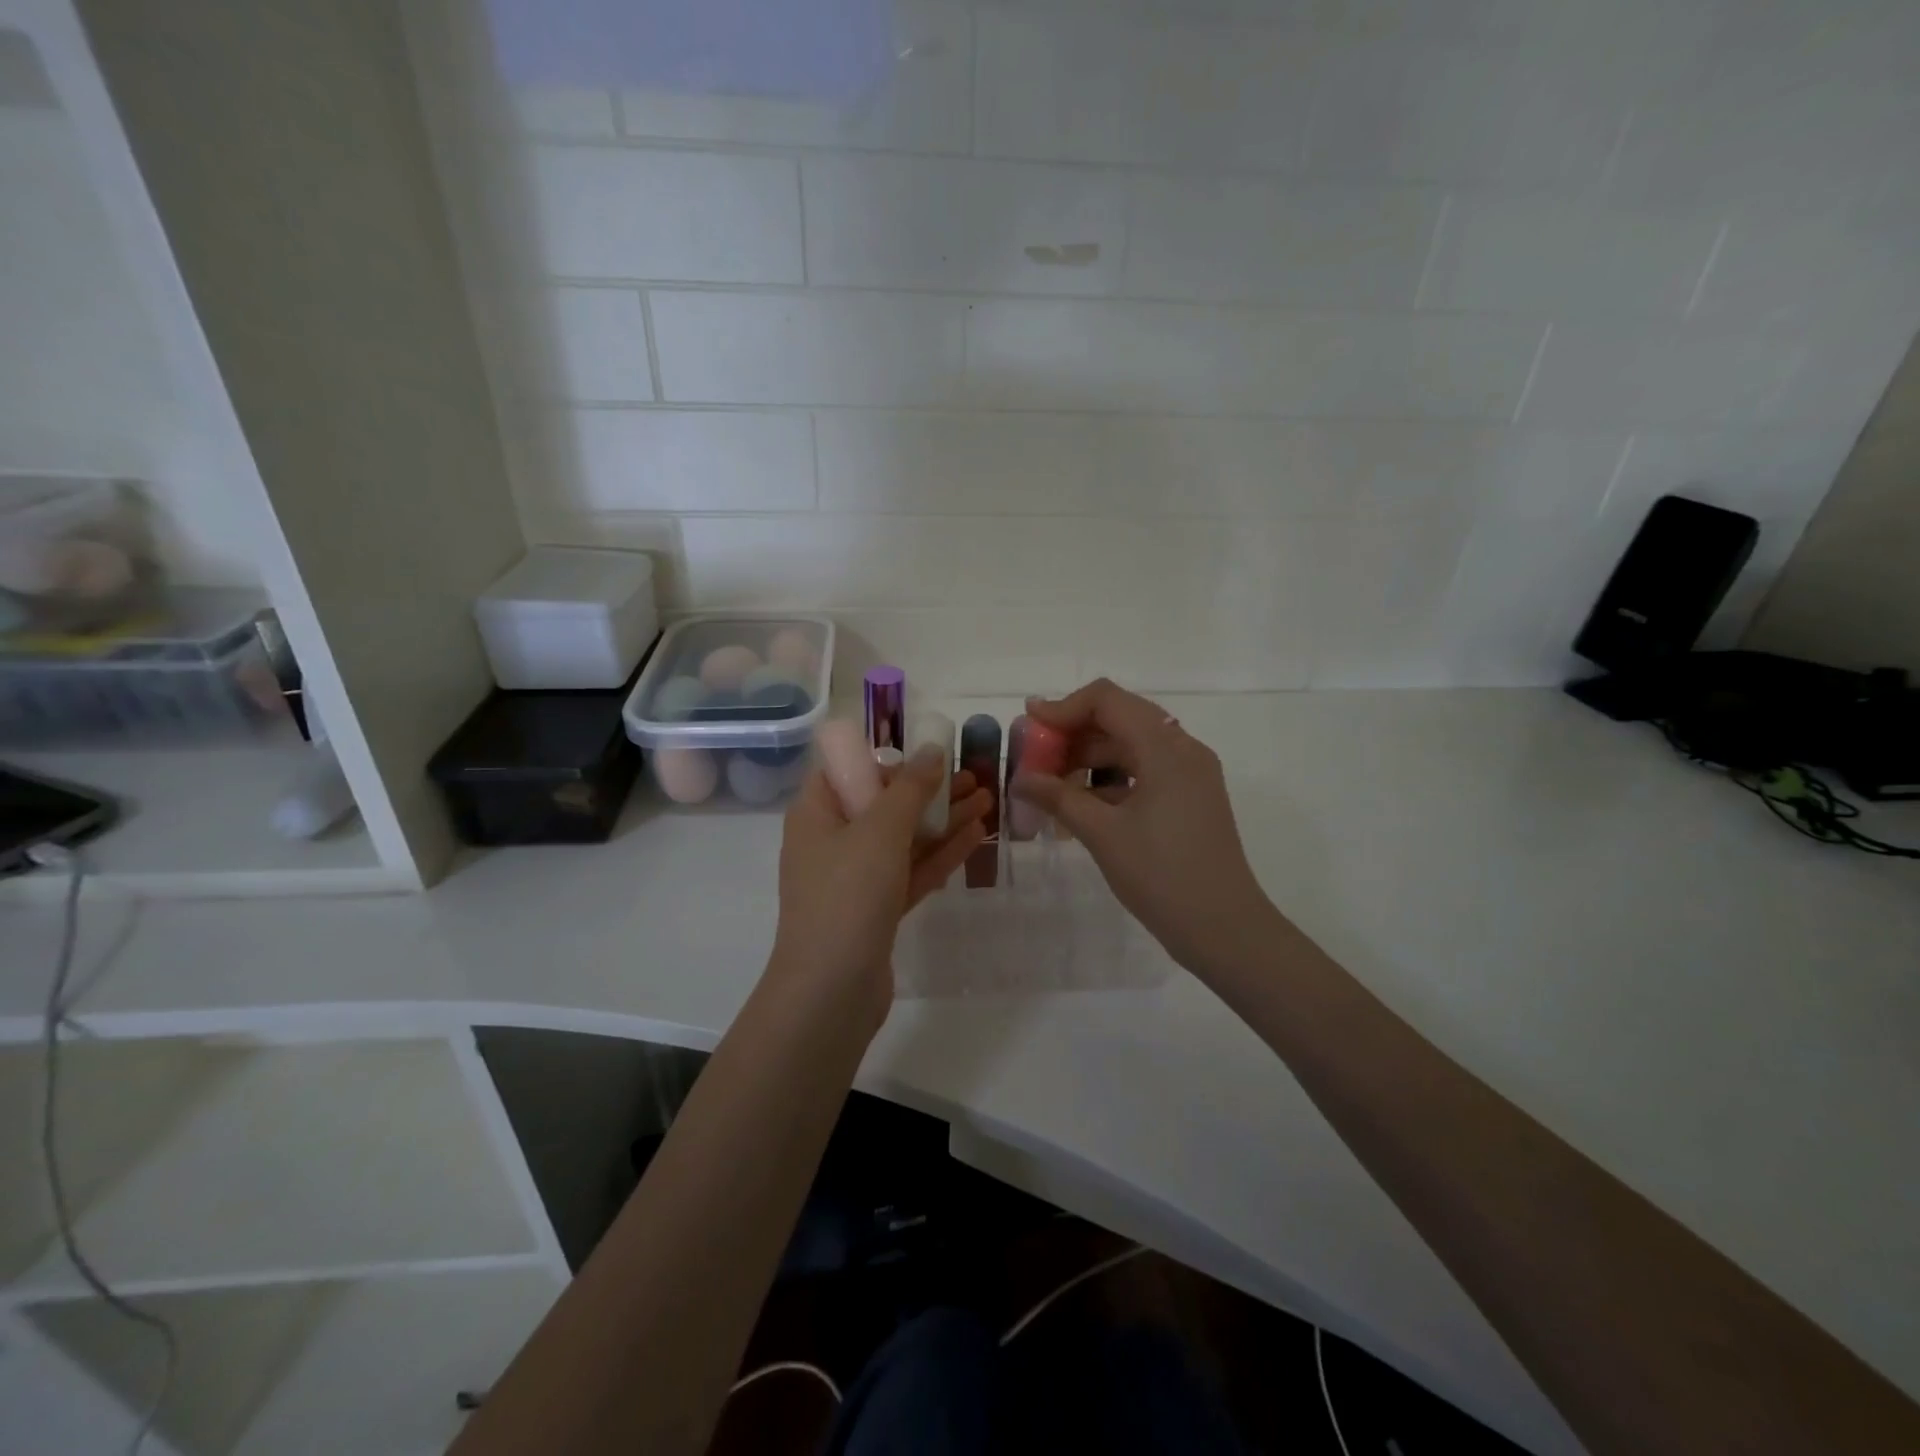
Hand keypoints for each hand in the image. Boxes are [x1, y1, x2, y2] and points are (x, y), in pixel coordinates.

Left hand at [771, 747, 992, 1020]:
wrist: (831, 991)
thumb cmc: (847, 895)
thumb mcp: (880, 830)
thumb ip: (910, 788)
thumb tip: (932, 752)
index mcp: (816, 814)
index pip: (849, 771)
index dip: (888, 760)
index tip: (929, 756)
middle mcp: (831, 841)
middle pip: (884, 803)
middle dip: (929, 790)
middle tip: (974, 776)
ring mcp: (853, 879)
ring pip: (903, 839)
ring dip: (943, 820)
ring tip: (986, 800)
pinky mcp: (876, 910)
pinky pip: (910, 871)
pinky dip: (940, 854)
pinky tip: (975, 836)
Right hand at [1011, 679, 1275, 975]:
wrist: (1225, 930)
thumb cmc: (1162, 877)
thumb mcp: (1103, 834)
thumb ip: (1059, 797)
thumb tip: (1021, 778)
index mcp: (1166, 749)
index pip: (1108, 700)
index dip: (1064, 707)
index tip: (1028, 726)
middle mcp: (1183, 749)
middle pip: (1120, 718)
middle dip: (1073, 733)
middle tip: (1036, 758)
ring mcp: (1190, 774)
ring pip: (1131, 745)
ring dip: (1090, 757)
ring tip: (1052, 785)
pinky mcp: (1190, 797)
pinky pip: (1144, 771)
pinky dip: (1111, 779)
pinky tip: (1081, 805)